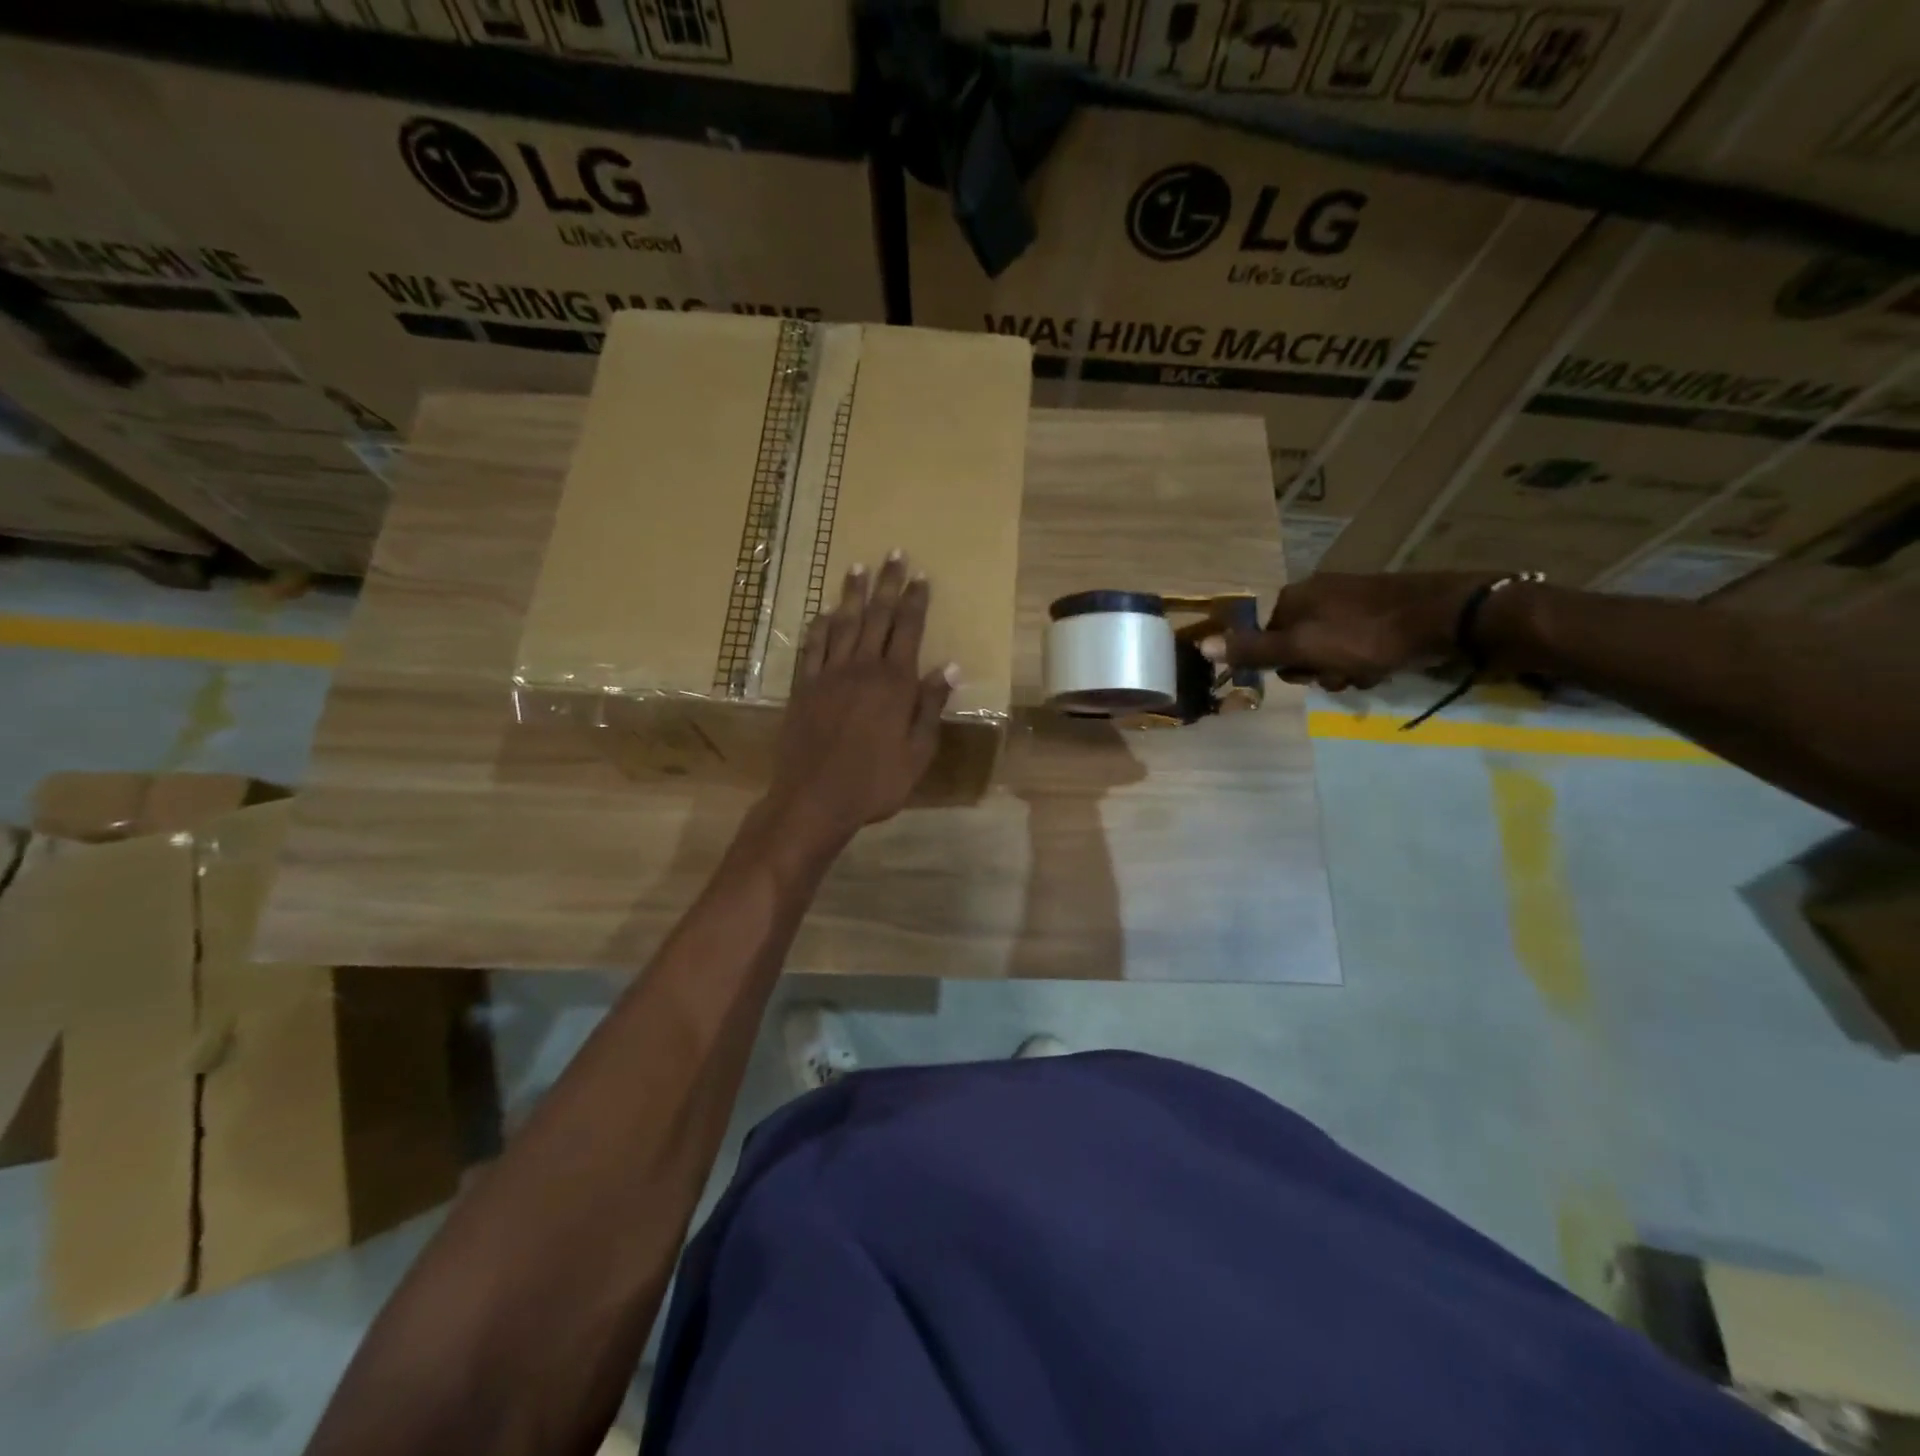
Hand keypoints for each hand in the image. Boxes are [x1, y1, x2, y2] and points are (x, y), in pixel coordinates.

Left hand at [762, 552, 955, 853]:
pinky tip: (822, 614)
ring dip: (852, 595)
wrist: (814, 799)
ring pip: (842, 624)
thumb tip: (951, 666)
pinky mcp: (803, 688)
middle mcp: (861, 668)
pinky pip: (811, 648)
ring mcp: (828, 675)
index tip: (922, 576)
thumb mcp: (917, 752)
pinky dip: (818, 628)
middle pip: (877, 617)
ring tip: (857, 569)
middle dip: (887, 584)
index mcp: (894, 683)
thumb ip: (930, 706)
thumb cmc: (875, 782)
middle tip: (893, 554)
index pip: (908, 630)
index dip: (916, 601)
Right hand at [1200, 572, 1496, 691]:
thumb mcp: (1303, 648)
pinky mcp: (1381, 606)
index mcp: (1294, 597)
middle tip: (1341, 676)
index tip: (1311, 674)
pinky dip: (1364, 658)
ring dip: (1342, 669)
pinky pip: (1356, 641)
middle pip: (1298, 645)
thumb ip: (1255, 649)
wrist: (1446, 616)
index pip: (1267, 640)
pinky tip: (1382, 665)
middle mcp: (1318, 591)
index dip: (1285, 664)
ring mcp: (1351, 597)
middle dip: (1317, 668)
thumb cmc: (1366, 636)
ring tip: (1366, 674)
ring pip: (1328, 648)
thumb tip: (1200, 645)